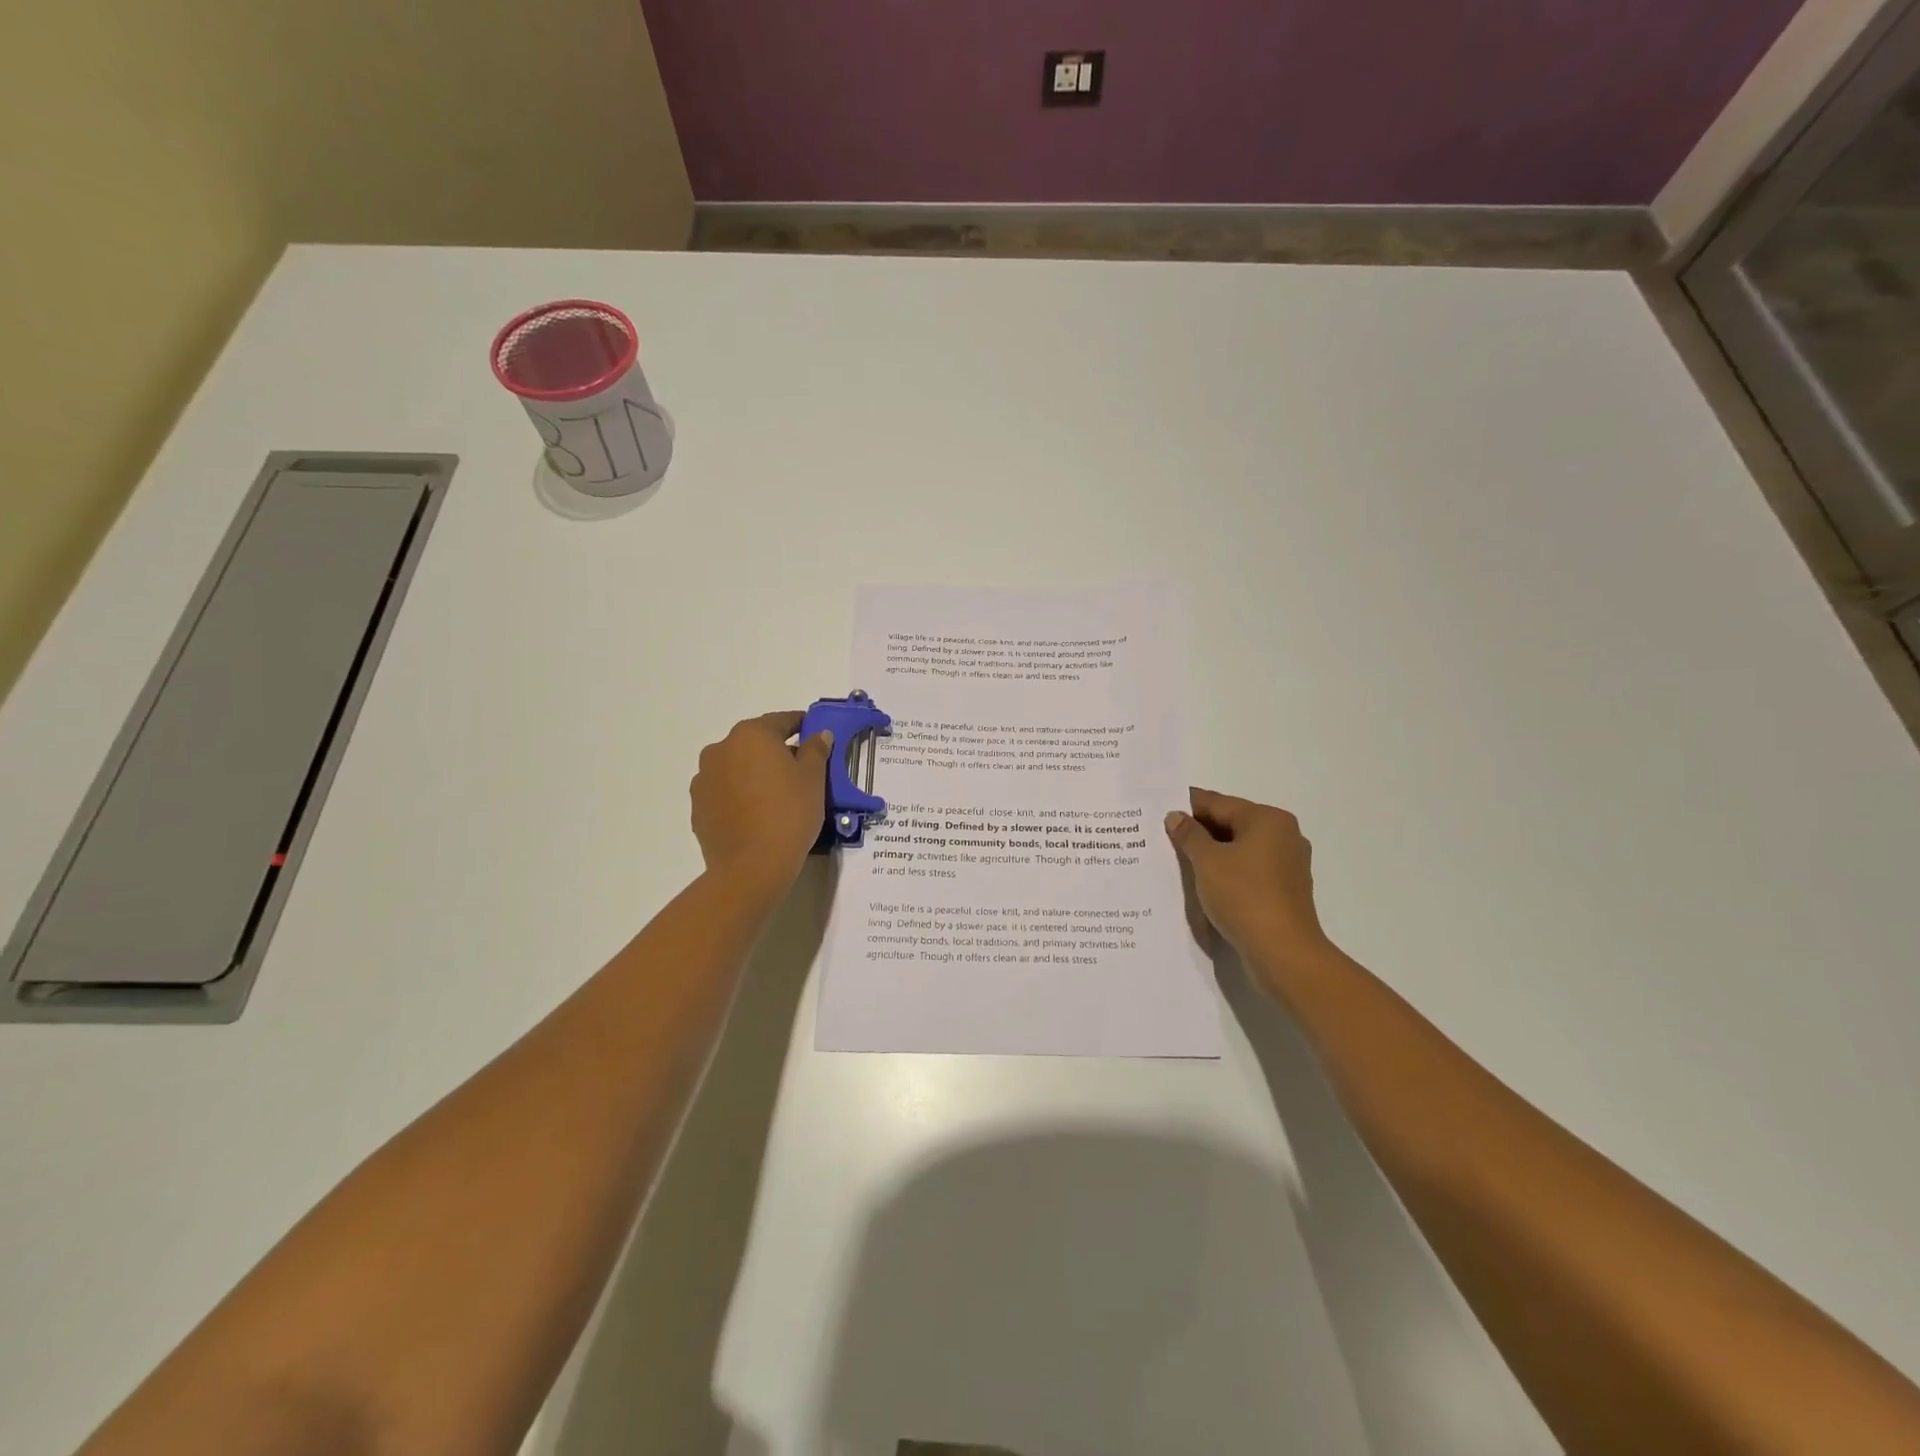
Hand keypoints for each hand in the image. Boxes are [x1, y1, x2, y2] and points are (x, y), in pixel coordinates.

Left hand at [690, 712, 831, 898]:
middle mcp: (721, 749)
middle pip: (755, 742)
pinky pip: (724, 791)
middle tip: (800, 769)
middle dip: (776, 750)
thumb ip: (815, 750)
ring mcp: (704, 778)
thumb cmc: (789, 814)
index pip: (781, 721)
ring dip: (754, 772)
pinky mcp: (698, 806)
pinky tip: (756, 813)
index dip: (802, 725)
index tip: (815, 732)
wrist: (752, 867)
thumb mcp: (813, 779)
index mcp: (751, 735)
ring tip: (775, 795)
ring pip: (736, 766)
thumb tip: (818, 734)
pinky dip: (740, 794)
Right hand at [1165, 789, 1332, 974]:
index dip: (1187, 805)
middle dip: (1198, 830)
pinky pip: (1248, 869)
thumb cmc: (1244, 896)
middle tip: (1162, 835)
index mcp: (1267, 819)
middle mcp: (1283, 835)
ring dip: (1211, 852)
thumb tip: (1175, 816)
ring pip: (1239, 848)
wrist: (1283, 952)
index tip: (1159, 809)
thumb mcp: (1207, 862)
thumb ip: (1189, 835)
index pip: (1218, 803)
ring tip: (1178, 858)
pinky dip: (1226, 870)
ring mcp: (1287, 863)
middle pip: (1231, 823)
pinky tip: (1203, 880)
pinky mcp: (1285, 889)